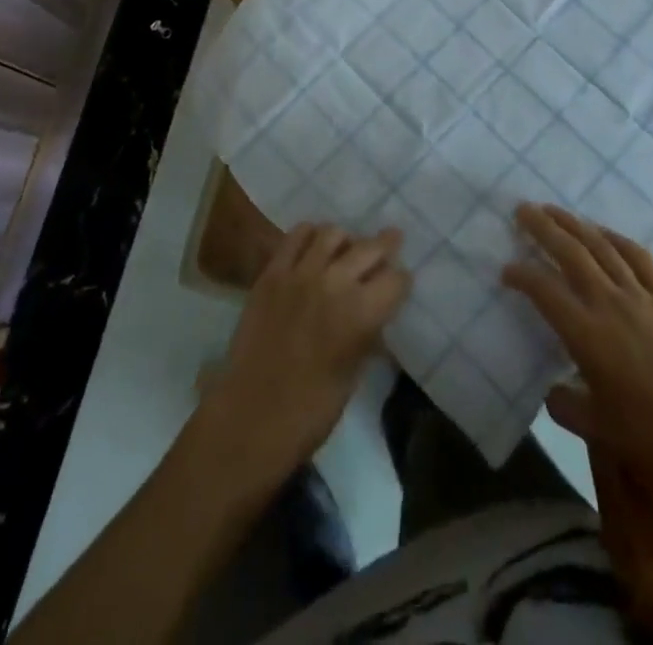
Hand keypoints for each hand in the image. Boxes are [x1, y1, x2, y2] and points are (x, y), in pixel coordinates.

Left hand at [197, 223, 409, 486]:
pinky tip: (314, 244)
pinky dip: (310, 235)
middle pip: (369, 248)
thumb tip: (376, 315)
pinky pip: (295, 237)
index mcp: (361, 314)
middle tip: (392, 241)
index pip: (395, 279)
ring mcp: (300, 273)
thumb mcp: (354, 374)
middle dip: (386, 245)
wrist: (251, 417)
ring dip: (347, 239)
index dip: (401, 280)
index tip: (400, 282)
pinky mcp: (272, 273)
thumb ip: (367, 335)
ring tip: (347, 247)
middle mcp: (335, 283)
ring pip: (332, 234)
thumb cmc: (311, 411)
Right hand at [503, 204, 652, 479]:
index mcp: (587, 335)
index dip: (522, 275)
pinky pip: (638, 257)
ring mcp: (641, 295)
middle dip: (543, 228)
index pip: (544, 291)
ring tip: (554, 210)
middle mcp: (610, 304)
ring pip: (601, 247)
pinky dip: (615, 238)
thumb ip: (565, 406)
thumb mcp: (597, 430)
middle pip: (570, 253)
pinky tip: (602, 232)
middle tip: (522, 210)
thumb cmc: (652, 436)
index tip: (506, 270)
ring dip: (574, 224)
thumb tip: (551, 390)